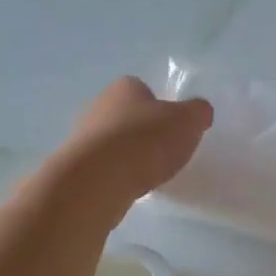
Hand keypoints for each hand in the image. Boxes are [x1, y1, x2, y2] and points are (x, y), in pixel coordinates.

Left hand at [61, 77, 213, 204]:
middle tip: (164, 152)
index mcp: (125, 87)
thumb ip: (198, 113)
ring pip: (113, 143)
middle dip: (143, 132)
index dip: (161, 107)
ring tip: (148, 175)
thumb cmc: (145, 141)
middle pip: (127, 116)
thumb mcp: (188, 121)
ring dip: (128, 155)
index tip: (174, 128)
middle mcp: (99, 106)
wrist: (97, 180)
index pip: (144, 90)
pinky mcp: (75, 167)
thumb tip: (200, 112)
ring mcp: (82, 137)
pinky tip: (129, 188)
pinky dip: (116, 176)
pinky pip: (103, 168)